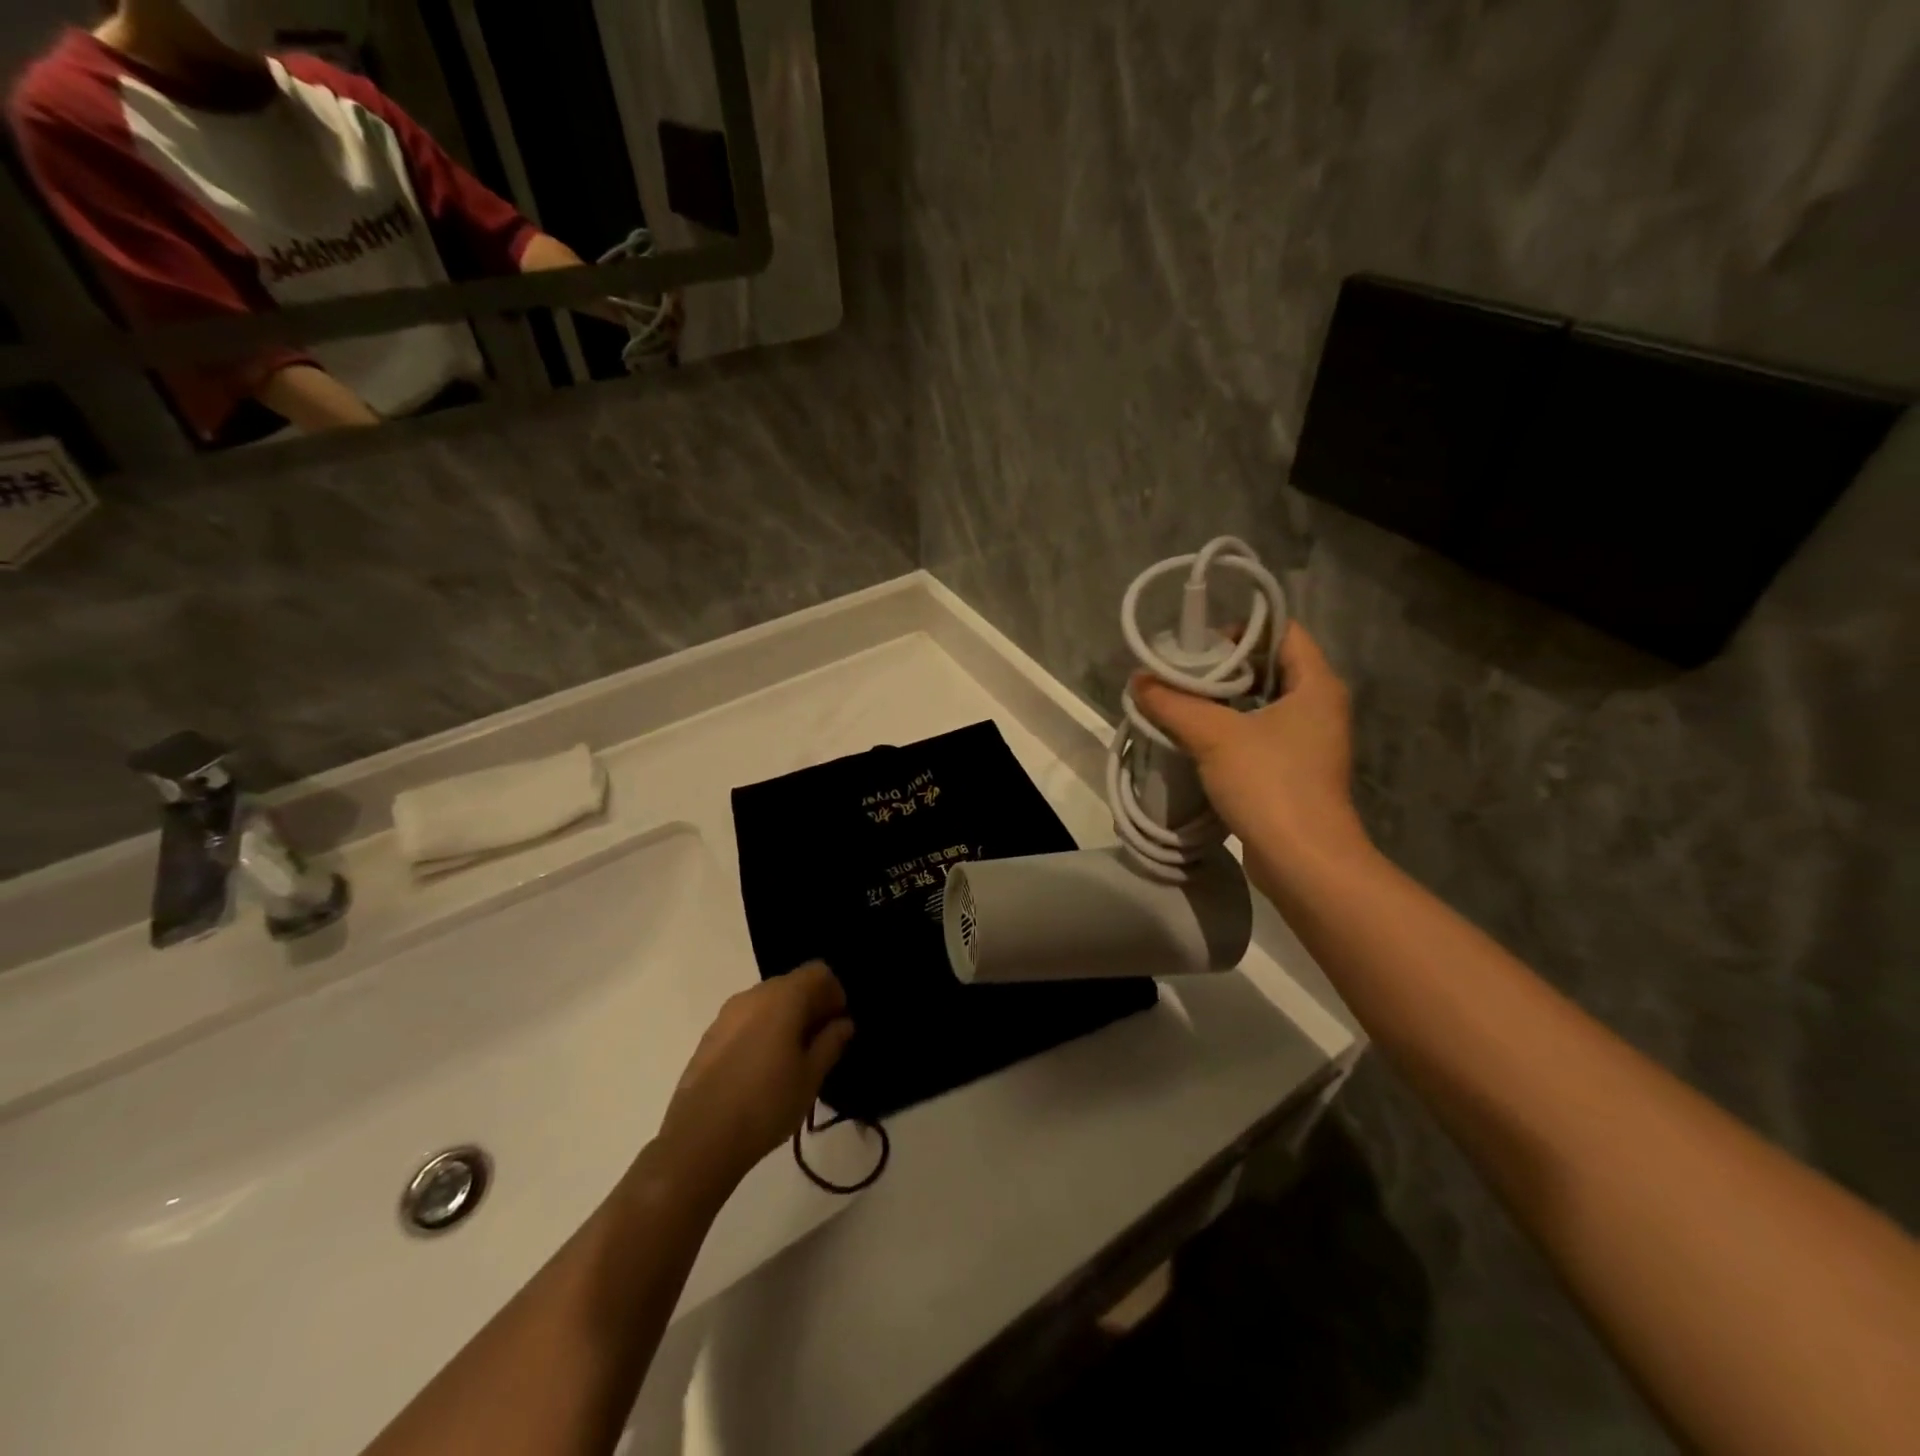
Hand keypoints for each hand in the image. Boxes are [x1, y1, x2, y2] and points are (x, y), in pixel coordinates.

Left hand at [655, 961, 854, 1194]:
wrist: (699, 1139)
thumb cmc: (766, 1104)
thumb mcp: (810, 1077)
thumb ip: (830, 1042)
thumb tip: (843, 1023)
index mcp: (783, 997)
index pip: (818, 972)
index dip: (834, 994)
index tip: (837, 1026)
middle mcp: (753, 995)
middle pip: (792, 984)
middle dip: (810, 1006)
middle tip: (819, 1044)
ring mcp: (726, 1014)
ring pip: (767, 1002)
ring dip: (785, 1018)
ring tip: (790, 1059)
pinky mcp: (709, 1035)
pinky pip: (746, 1020)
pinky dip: (760, 1031)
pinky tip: (760, 1069)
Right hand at [1132, 622, 1372, 888]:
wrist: (1304, 861)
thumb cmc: (1270, 783)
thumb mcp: (1214, 736)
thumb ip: (1173, 703)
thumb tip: (1138, 681)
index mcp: (1316, 685)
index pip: (1283, 632)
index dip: (1242, 630)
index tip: (1199, 643)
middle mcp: (1318, 707)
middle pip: (1269, 667)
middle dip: (1223, 667)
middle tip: (1179, 674)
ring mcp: (1308, 742)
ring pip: (1261, 705)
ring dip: (1221, 702)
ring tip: (1178, 703)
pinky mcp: (1293, 772)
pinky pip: (1258, 736)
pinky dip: (1228, 731)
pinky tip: (1193, 739)